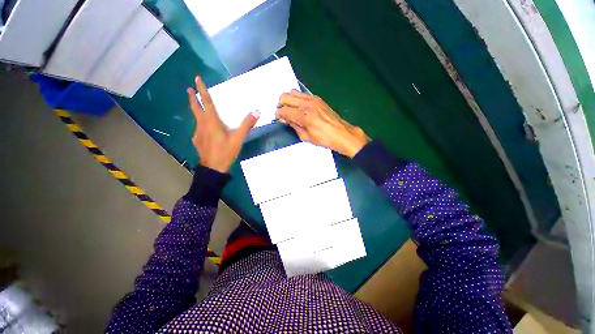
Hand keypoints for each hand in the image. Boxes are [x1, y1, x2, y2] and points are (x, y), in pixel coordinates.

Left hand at [187, 76, 259, 172]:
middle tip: (189, 89)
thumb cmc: (226, 151)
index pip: (207, 102)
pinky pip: (198, 128)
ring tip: (199, 107)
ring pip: (196, 118)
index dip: (202, 89)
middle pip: (196, 108)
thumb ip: (247, 124)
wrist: (213, 168)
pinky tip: (205, 129)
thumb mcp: (239, 138)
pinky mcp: (197, 140)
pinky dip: (201, 124)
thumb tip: (257, 111)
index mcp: (211, 121)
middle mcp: (202, 124)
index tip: (197, 78)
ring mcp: (198, 132)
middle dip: (193, 97)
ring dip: (196, 110)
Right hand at [276, 90, 368, 157]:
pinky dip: (296, 98)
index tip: (277, 118)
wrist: (341, 133)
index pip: (284, 110)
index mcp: (304, 116)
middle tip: (282, 113)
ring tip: (289, 109)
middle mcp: (307, 104)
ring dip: (287, 99)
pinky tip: (298, 107)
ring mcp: (313, 99)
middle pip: (286, 96)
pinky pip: (301, 94)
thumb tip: (285, 119)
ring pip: (293, 92)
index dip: (278, 114)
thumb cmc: (324, 139)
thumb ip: (294, 126)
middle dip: (280, 104)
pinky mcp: (317, 98)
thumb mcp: (306, 137)